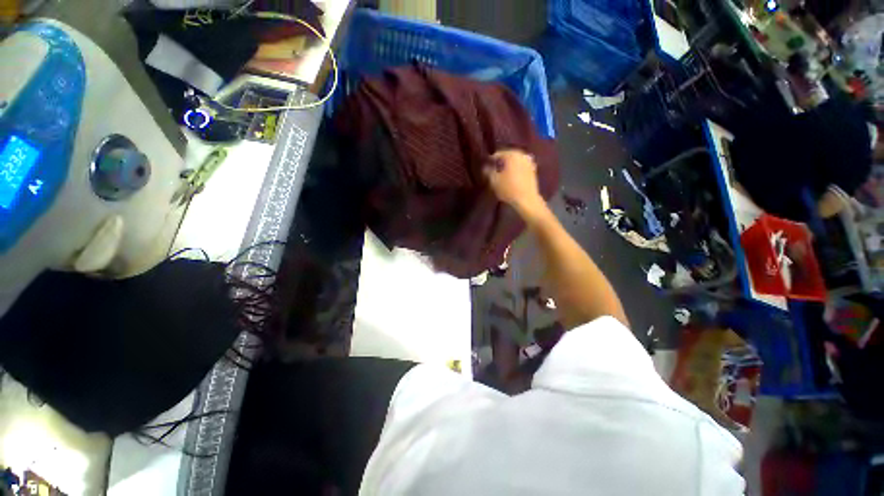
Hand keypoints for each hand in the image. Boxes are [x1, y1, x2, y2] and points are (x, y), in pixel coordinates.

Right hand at [483, 150, 544, 216]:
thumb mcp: (494, 181)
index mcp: (511, 154)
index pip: (497, 154)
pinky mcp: (533, 170)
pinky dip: (516, 169)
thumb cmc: (508, 189)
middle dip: (501, 162)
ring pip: (515, 161)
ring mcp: (529, 162)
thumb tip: (485, 167)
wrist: (526, 200)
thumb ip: (488, 171)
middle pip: (507, 156)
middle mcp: (521, 155)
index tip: (486, 167)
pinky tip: (512, 176)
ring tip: (502, 173)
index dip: (490, 160)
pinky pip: (521, 166)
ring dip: (509, 165)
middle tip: (493, 170)